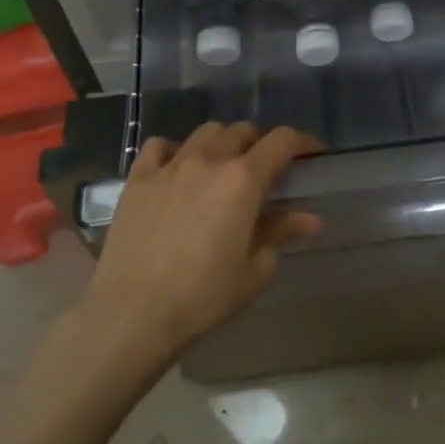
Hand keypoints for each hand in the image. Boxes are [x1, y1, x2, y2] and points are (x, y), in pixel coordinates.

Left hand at [87, 122, 321, 359]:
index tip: (311, 152)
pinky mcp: (138, 178)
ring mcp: (170, 166)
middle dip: (260, 144)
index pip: (282, 140)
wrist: (133, 313)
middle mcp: (209, 160)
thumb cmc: (203, 296)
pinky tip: (177, 170)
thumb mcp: (254, 270)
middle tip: (263, 170)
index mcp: (244, 180)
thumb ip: (281, 234)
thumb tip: (310, 219)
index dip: (302, 141)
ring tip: (222, 166)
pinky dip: (175, 150)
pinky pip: (160, 146)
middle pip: (242, 130)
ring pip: (205, 132)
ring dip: (222, 142)